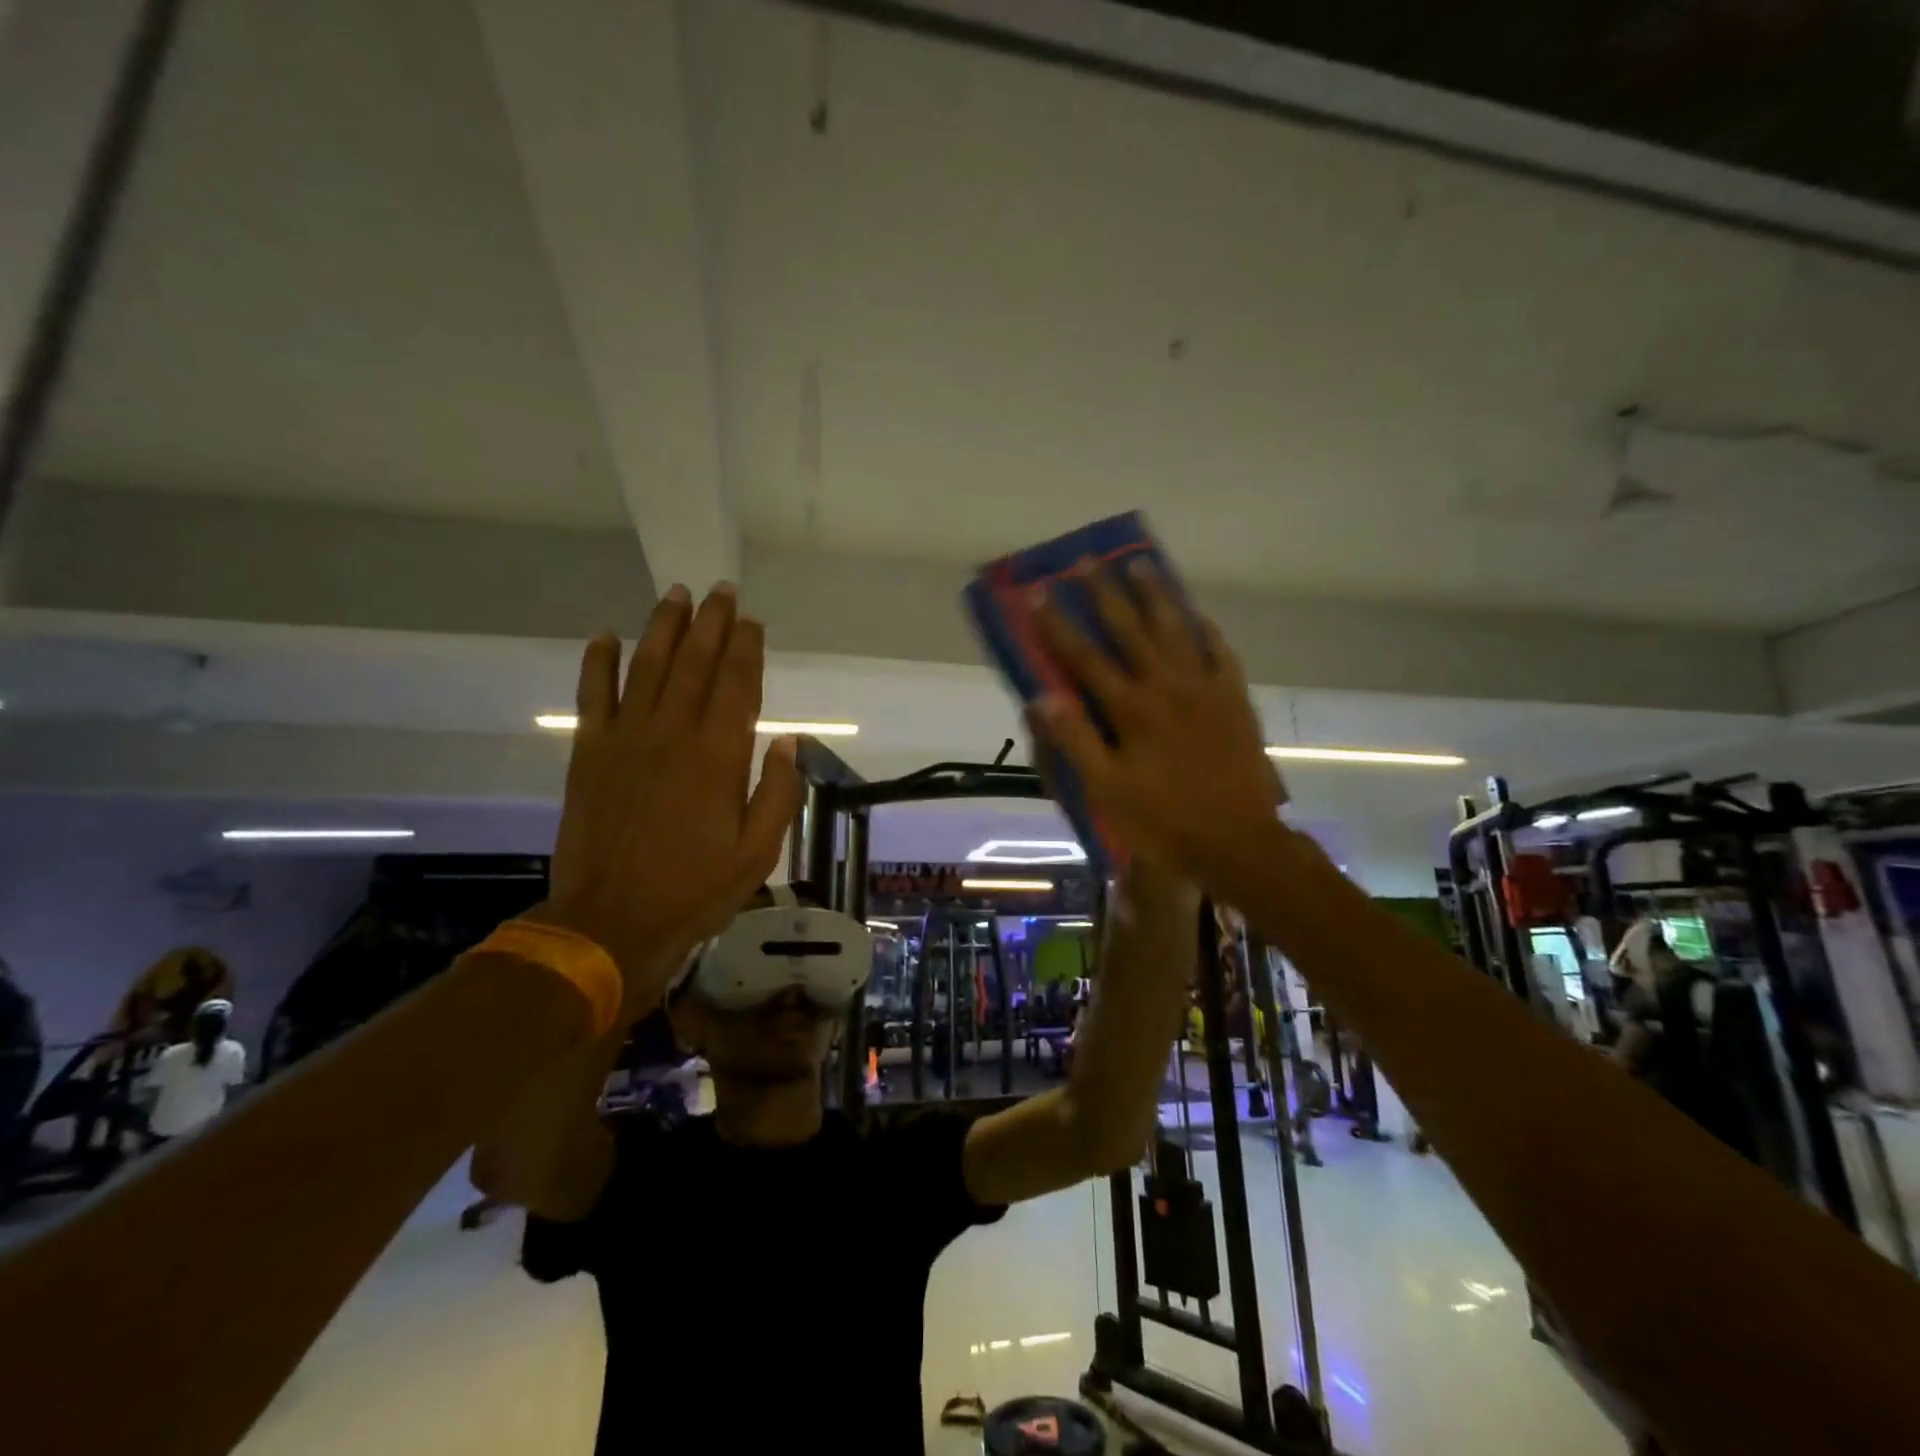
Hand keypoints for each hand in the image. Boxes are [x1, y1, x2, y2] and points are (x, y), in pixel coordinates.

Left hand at [535, 583, 801, 1018]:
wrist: (611, 921)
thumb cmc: (695, 889)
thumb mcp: (758, 853)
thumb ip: (777, 793)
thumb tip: (787, 742)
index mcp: (719, 756)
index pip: (738, 685)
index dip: (747, 648)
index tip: (753, 621)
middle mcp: (673, 733)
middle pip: (694, 663)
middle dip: (711, 622)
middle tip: (721, 590)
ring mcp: (626, 739)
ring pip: (647, 666)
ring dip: (664, 627)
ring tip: (677, 594)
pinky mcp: (590, 752)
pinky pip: (593, 695)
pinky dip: (598, 662)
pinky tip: (606, 636)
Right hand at [1030, 559, 1285, 901]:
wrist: (1237, 841)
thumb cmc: (1163, 820)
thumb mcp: (1106, 790)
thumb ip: (1074, 741)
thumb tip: (1039, 698)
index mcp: (1131, 708)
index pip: (1086, 658)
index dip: (1059, 625)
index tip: (1040, 593)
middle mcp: (1167, 685)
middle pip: (1131, 629)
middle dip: (1106, 594)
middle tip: (1089, 561)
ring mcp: (1205, 688)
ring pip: (1177, 629)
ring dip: (1156, 595)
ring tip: (1141, 565)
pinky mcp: (1234, 699)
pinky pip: (1220, 652)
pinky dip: (1206, 629)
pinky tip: (1196, 614)